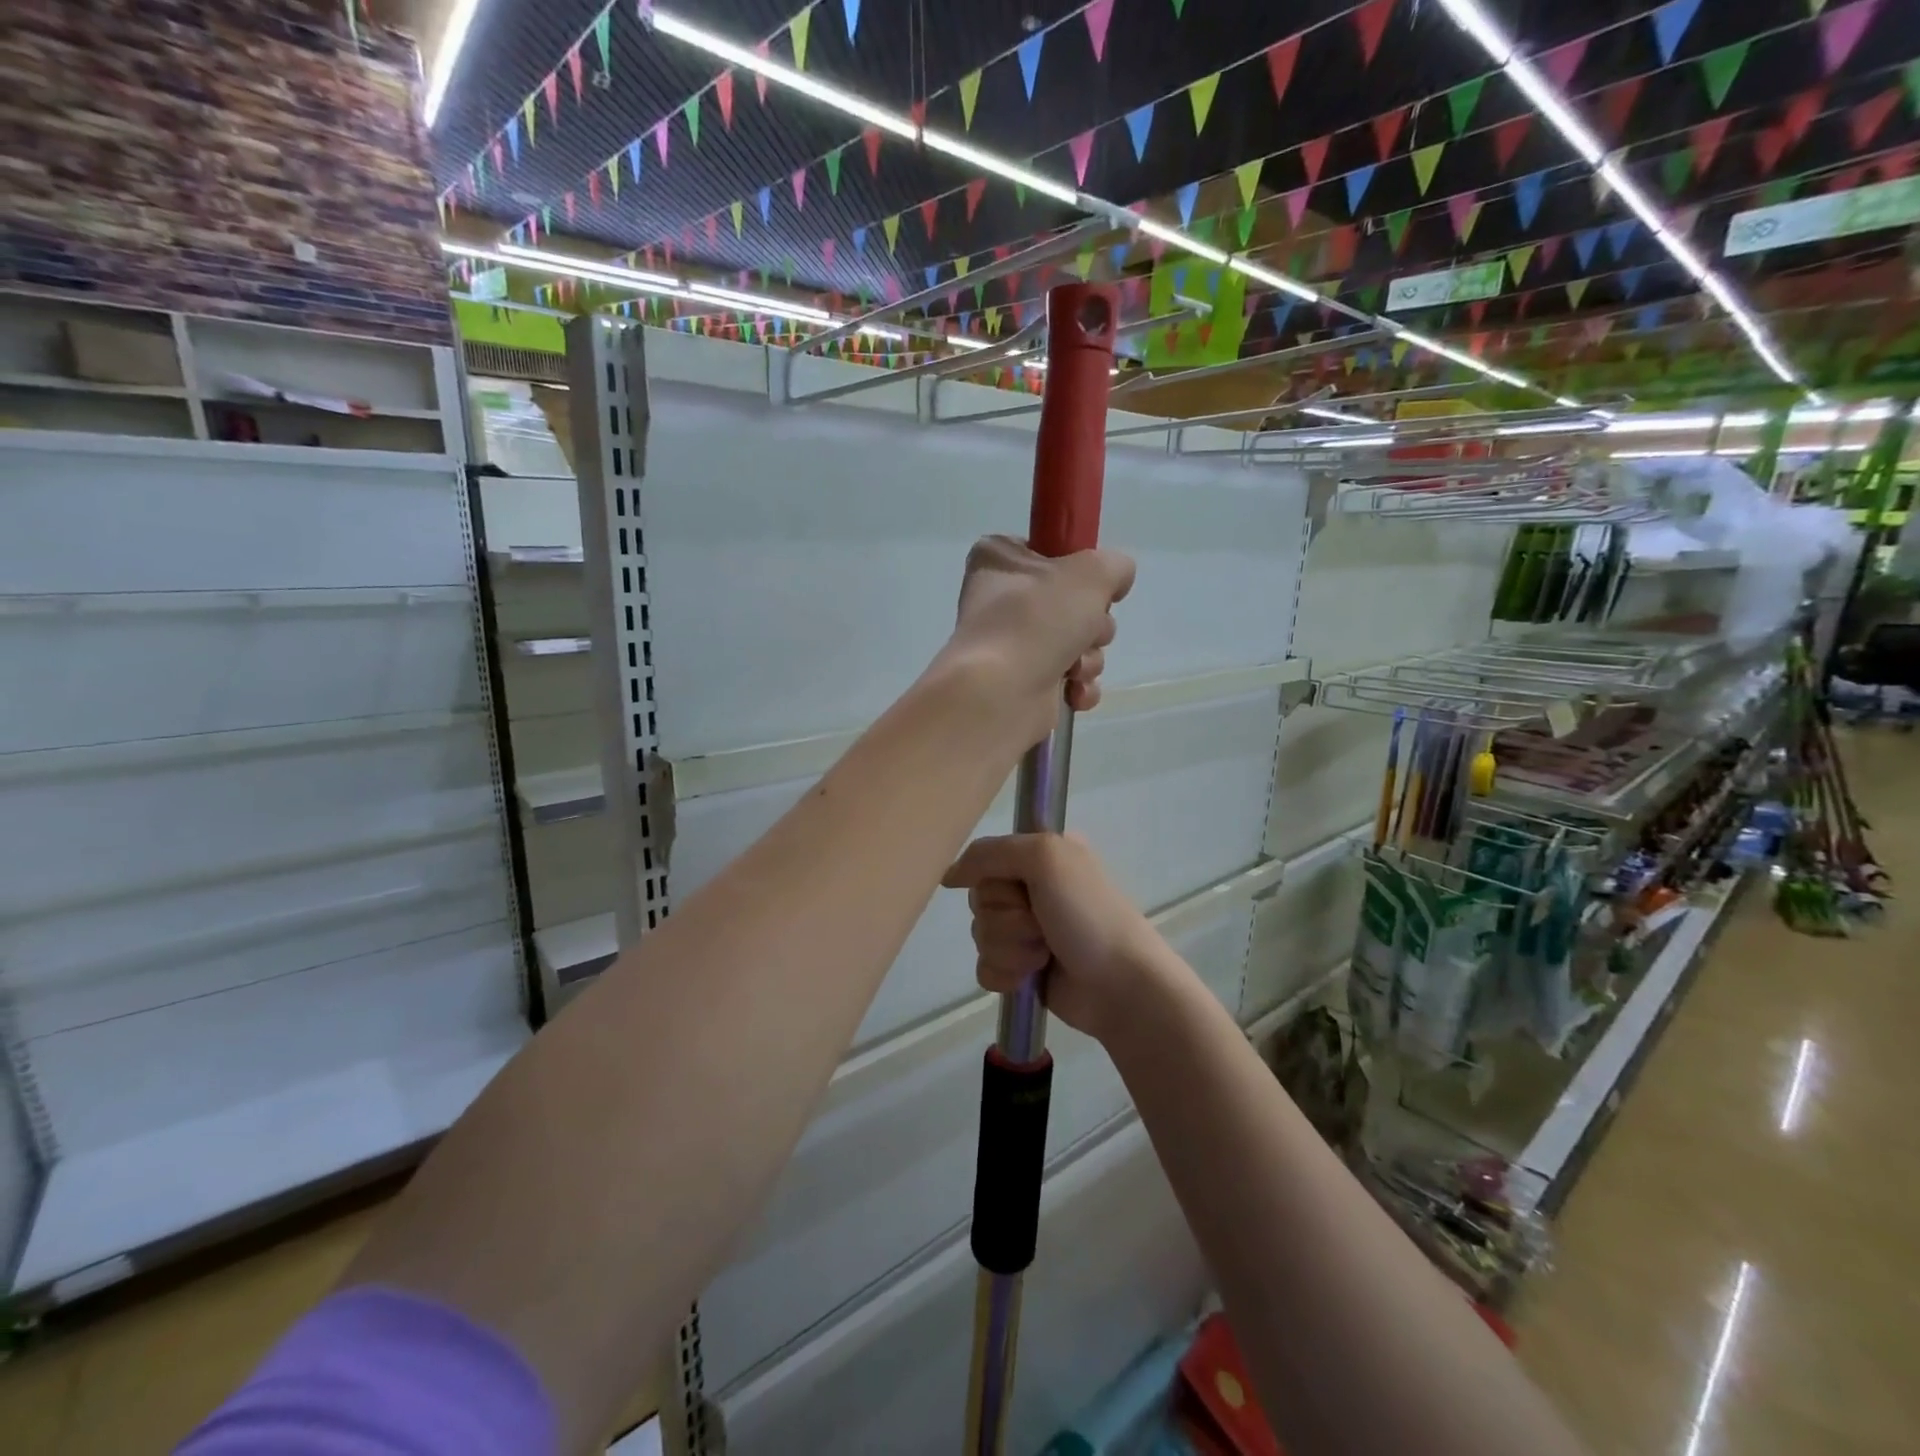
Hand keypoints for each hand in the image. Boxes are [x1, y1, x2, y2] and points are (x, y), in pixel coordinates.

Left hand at [941, 535, 1134, 747]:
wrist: (1001, 694)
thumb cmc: (1037, 619)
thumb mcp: (1090, 572)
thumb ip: (1114, 565)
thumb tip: (1114, 582)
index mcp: (1000, 560)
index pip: (1050, 551)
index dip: (1079, 569)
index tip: (1090, 583)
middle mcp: (1001, 600)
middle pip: (1073, 602)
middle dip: (1093, 622)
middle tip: (1083, 630)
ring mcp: (1011, 645)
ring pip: (1078, 643)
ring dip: (1089, 657)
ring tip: (1074, 667)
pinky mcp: (1023, 684)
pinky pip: (1069, 679)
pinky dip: (1078, 687)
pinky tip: (1073, 692)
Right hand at [942, 832, 1169, 1043]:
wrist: (1120, 984)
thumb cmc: (1088, 913)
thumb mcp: (1044, 857)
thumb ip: (989, 854)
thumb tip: (949, 877)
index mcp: (1041, 855)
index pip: (986, 859)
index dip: (996, 878)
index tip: (1020, 886)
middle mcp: (1032, 888)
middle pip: (980, 899)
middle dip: (1006, 918)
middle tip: (1041, 924)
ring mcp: (1026, 930)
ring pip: (980, 934)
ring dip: (1010, 948)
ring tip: (1045, 954)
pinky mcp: (1022, 968)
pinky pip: (985, 966)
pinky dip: (1005, 973)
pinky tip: (1030, 977)